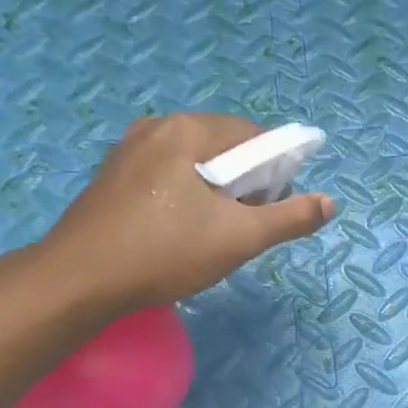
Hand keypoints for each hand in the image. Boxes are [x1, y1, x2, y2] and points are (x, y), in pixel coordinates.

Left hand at [35, 114, 334, 314]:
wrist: (78, 281)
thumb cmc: (165, 252)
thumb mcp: (240, 238)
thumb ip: (290, 218)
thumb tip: (329, 203)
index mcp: (188, 130)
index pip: (254, 135)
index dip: (275, 170)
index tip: (271, 208)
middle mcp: (157, 127)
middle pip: (224, 145)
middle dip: (245, 181)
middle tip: (243, 224)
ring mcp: (128, 149)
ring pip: (195, 161)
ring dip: (216, 190)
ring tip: (213, 231)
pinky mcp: (112, 174)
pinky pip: (167, 173)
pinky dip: (187, 194)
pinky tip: (180, 230)